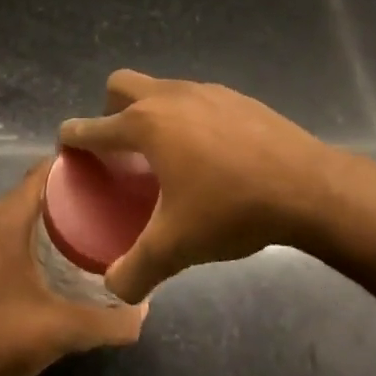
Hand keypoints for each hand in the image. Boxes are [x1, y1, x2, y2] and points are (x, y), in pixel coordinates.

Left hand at [0, 160, 147, 375]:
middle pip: (26, 195)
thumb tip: (144, 314)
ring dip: (39, 222)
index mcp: (2, 222)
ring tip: (78, 236)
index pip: (40, 175)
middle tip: (102, 209)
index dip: (73, 168)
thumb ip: (108, 323)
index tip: (106, 172)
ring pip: (8, 218)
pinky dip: (17, 240)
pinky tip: (39, 266)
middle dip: (63, 199)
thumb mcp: (60, 332)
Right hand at [59, 71, 345, 303]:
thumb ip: (136, 270)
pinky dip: (188, 119)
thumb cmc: (231, 210)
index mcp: (146, 125)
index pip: (93, 127)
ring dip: (152, 112)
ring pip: (163, 89)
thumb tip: (114, 290)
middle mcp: (171, 97)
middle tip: (120, 148)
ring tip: (166, 155)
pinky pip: (197, 100)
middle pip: (122, 85)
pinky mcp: (238, 98)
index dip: (73, 137)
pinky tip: (209, 155)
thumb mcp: (176, 246)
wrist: (308, 187)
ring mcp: (208, 92)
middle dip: (110, 110)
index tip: (67, 145)